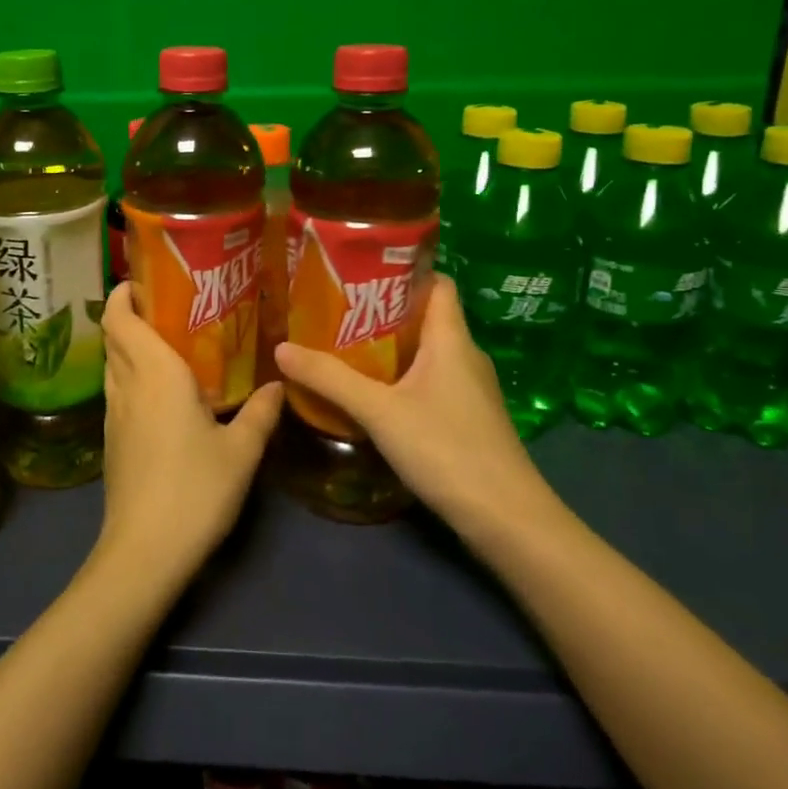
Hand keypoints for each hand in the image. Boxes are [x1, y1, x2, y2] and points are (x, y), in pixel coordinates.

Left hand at [95, 283, 282, 586]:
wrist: (145, 551)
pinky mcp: (112, 441)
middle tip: (170, 305)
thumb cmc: (195, 490)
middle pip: (114, 335)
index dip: (123, 293)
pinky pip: (119, 390)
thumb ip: (260, 413)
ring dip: (130, 344)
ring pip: (113, 363)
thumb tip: (277, 385)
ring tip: (169, 341)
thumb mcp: (241, 452)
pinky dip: (132, 375)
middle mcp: (127, 385)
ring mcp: (114, 415)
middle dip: (130, 313)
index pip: (120, 318)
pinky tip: (164, 391)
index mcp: (155, 374)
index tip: (147, 279)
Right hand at [273, 275, 559, 549]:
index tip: (361, 270)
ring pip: (425, 351)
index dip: (404, 270)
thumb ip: (330, 379)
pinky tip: (369, 391)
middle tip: (335, 308)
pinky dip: (399, 376)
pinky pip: (428, 380)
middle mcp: (465, 355)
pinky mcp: (466, 417)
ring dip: (388, 346)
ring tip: (341, 344)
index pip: (437, 283)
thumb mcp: (379, 411)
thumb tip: (281, 348)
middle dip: (382, 310)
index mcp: (452, 339)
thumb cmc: (447, 449)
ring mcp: (469, 389)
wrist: (506, 519)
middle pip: (424, 316)